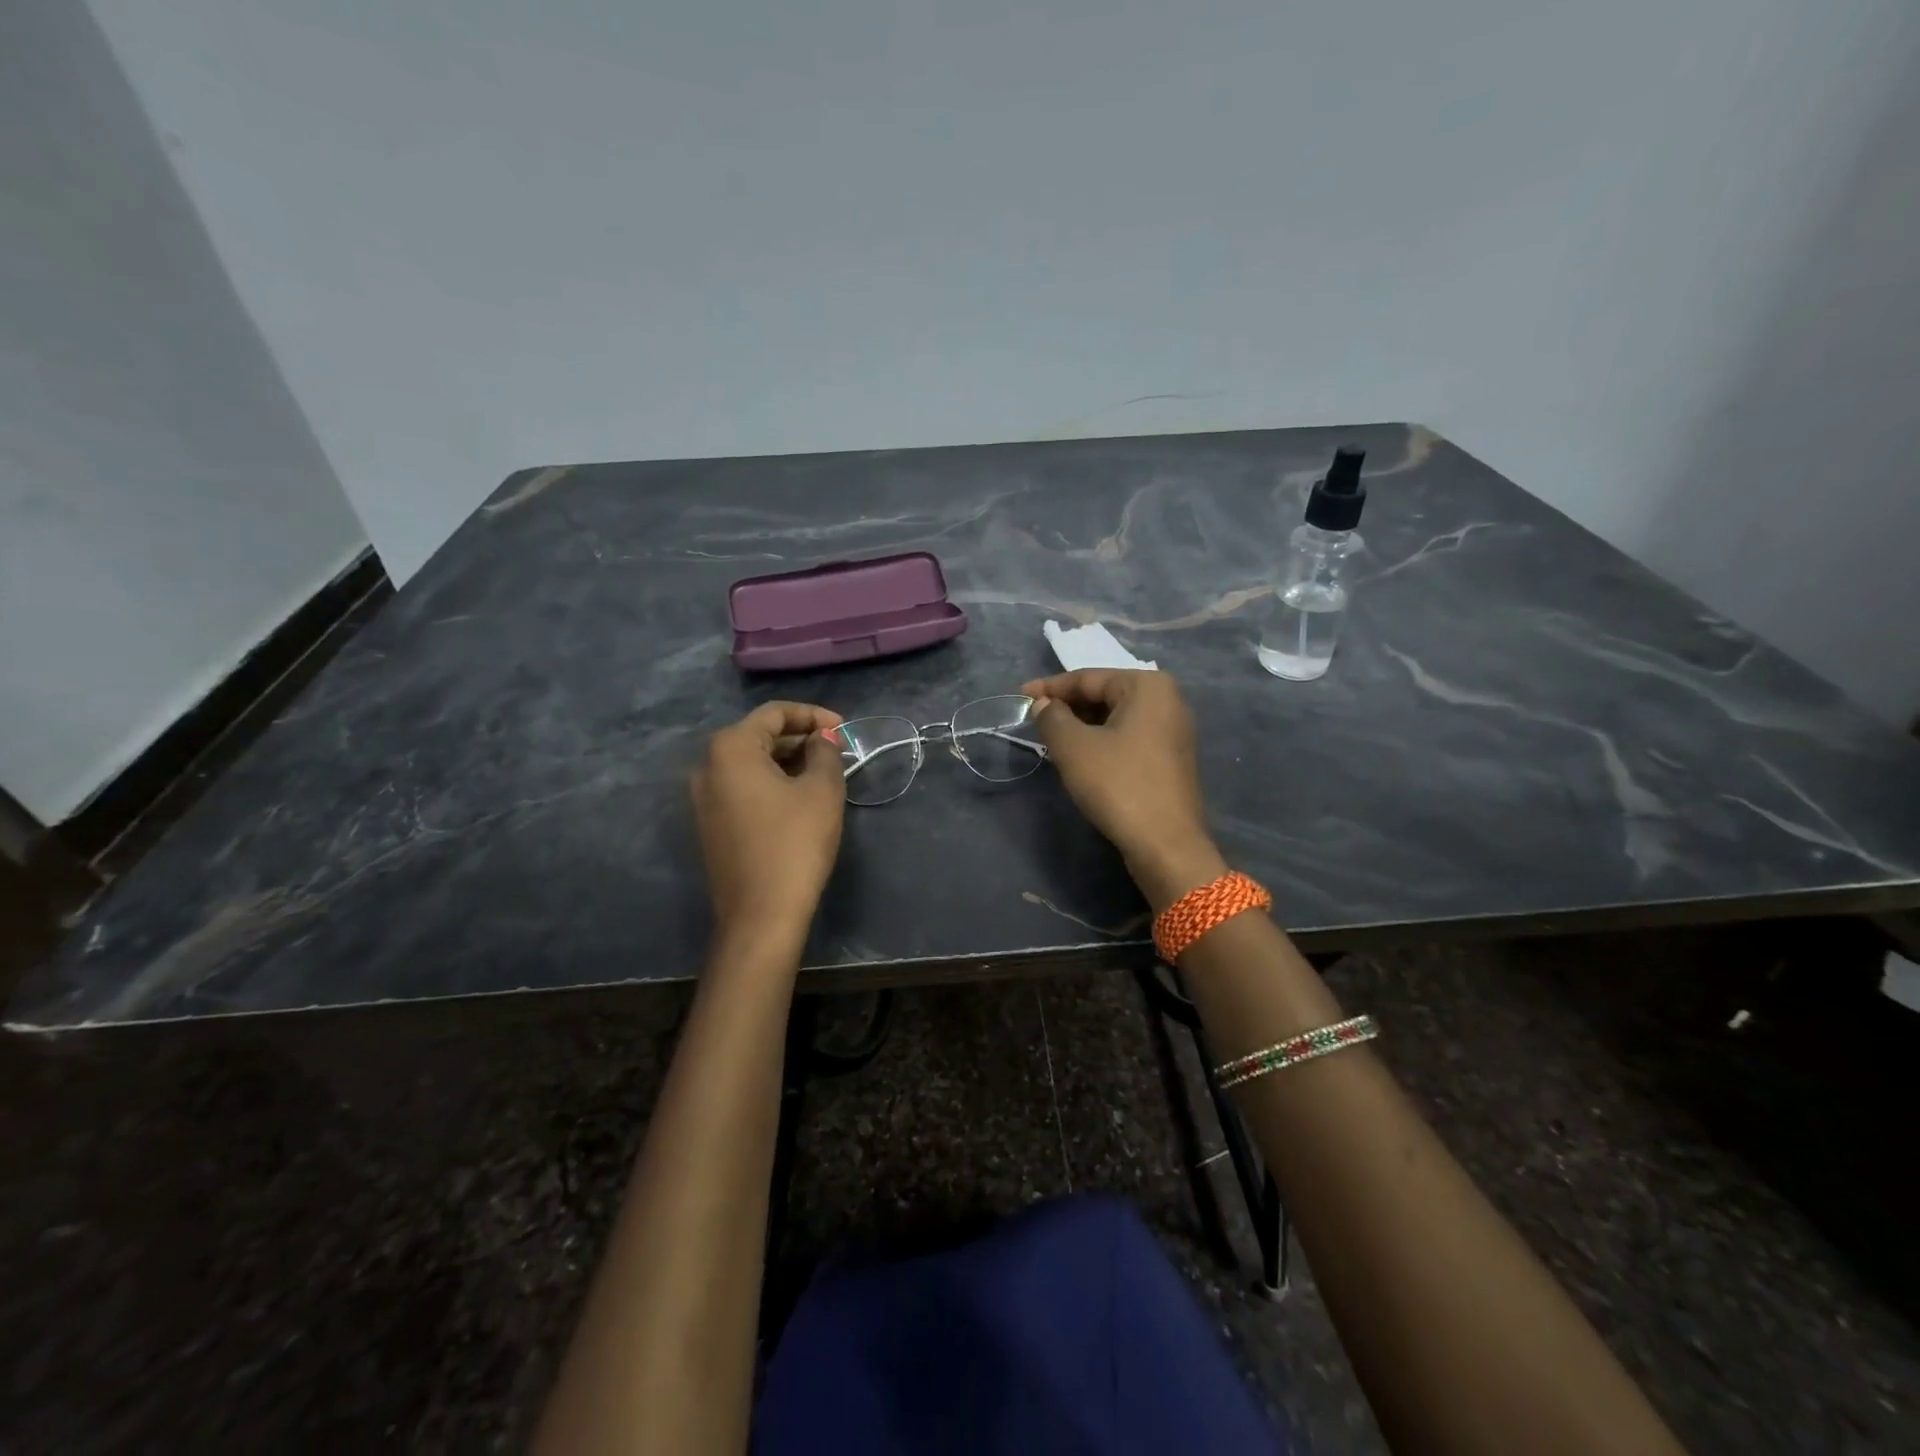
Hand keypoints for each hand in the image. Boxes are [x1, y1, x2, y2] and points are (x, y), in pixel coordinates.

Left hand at [691, 701, 845, 940]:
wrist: (761, 914)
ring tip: (825, 771)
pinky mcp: (710, 824)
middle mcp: (707, 766)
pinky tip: (800, 795)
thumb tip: (822, 739)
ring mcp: (703, 798)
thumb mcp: (822, 790)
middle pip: (759, 736)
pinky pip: (743, 787)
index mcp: (730, 748)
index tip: (845, 729)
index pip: (774, 713)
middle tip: (837, 750)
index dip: (813, 715)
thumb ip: (825, 752)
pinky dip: (772, 782)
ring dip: (788, 760)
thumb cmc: (795, 843)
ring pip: (751, 763)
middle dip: (800, 738)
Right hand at [1021, 669, 1226, 909]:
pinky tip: (1080, 757)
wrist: (1166, 844)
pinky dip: (1102, 742)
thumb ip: (1052, 717)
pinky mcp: (1171, 759)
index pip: (1088, 678)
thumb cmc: (1118, 785)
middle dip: (1067, 706)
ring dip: (1082, 726)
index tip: (1019, 696)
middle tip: (1033, 720)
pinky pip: (1129, 738)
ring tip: (1050, 738)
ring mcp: (1173, 731)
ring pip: (1116, 718)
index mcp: (1147, 686)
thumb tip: (1043, 705)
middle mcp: (1167, 700)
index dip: (1049, 687)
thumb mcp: (1074, 747)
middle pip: (1104, 695)